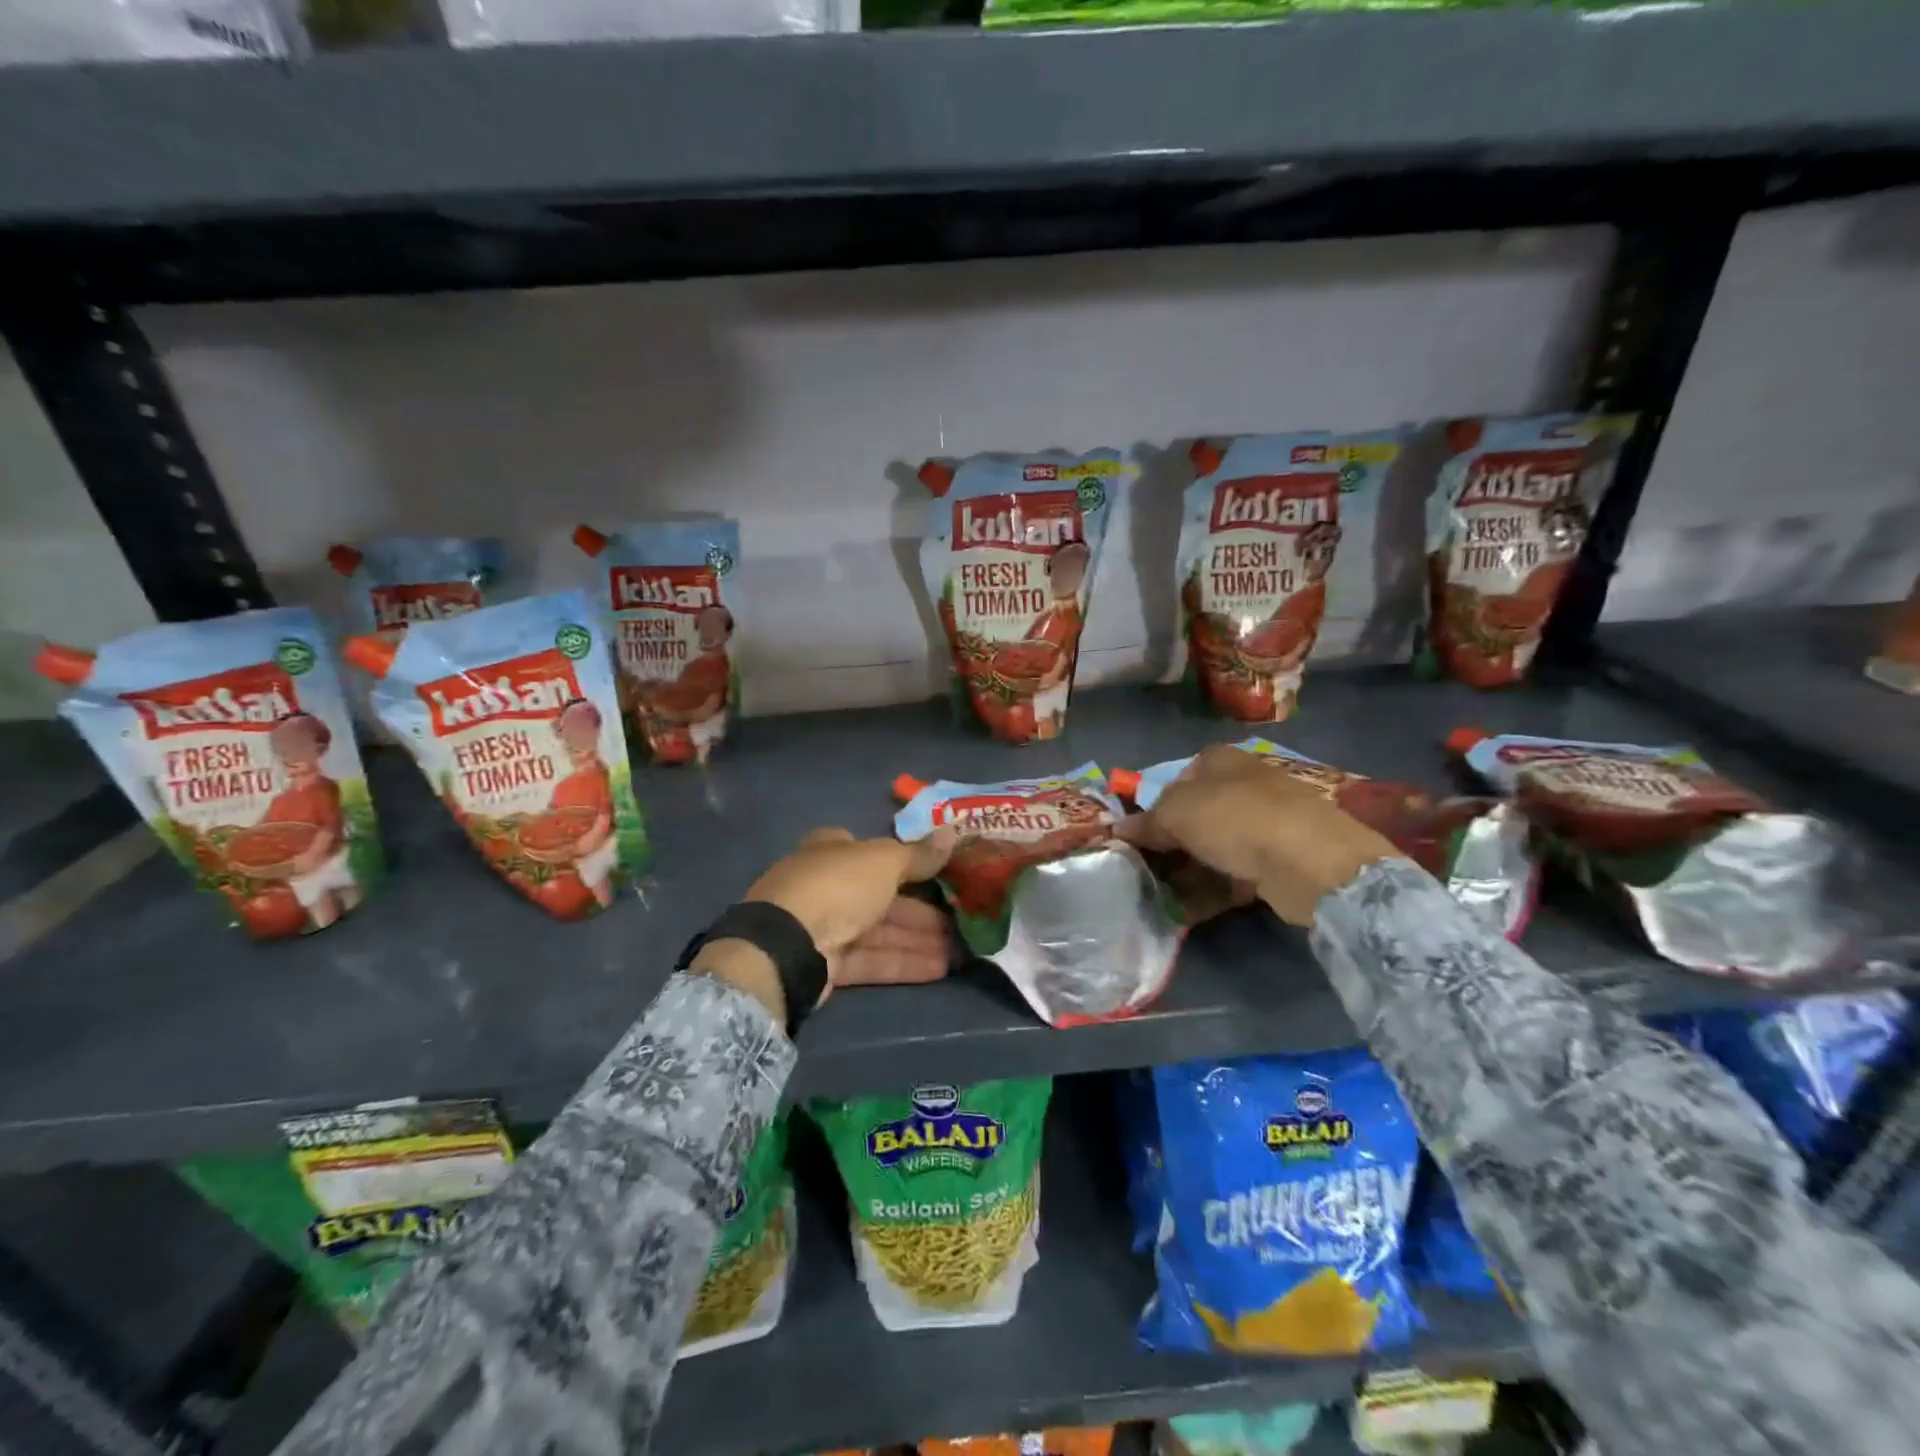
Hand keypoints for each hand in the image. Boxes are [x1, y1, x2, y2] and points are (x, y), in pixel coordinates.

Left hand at [693, 827, 955, 1024]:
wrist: (787, 944)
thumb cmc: (838, 885)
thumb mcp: (885, 861)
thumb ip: (920, 853)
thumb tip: (955, 831)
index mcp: (834, 850)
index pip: (875, 852)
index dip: (908, 861)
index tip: (942, 874)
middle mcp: (828, 884)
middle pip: (883, 896)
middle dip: (923, 909)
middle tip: (963, 920)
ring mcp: (825, 926)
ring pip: (881, 931)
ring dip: (920, 939)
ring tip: (962, 951)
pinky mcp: (828, 963)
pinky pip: (873, 959)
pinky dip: (904, 961)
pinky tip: (940, 969)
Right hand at [1114, 744, 1399, 924]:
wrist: (1309, 859)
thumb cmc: (1233, 819)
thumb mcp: (1176, 814)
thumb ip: (1146, 823)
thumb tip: (1117, 830)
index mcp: (1217, 761)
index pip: (1173, 782)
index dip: (1151, 810)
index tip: (1134, 839)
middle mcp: (1241, 786)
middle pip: (1193, 817)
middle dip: (1167, 846)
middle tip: (1142, 873)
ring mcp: (1263, 823)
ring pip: (1212, 849)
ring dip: (1185, 873)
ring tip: (1157, 899)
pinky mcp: (1277, 860)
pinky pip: (1233, 874)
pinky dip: (1209, 891)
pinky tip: (1184, 912)